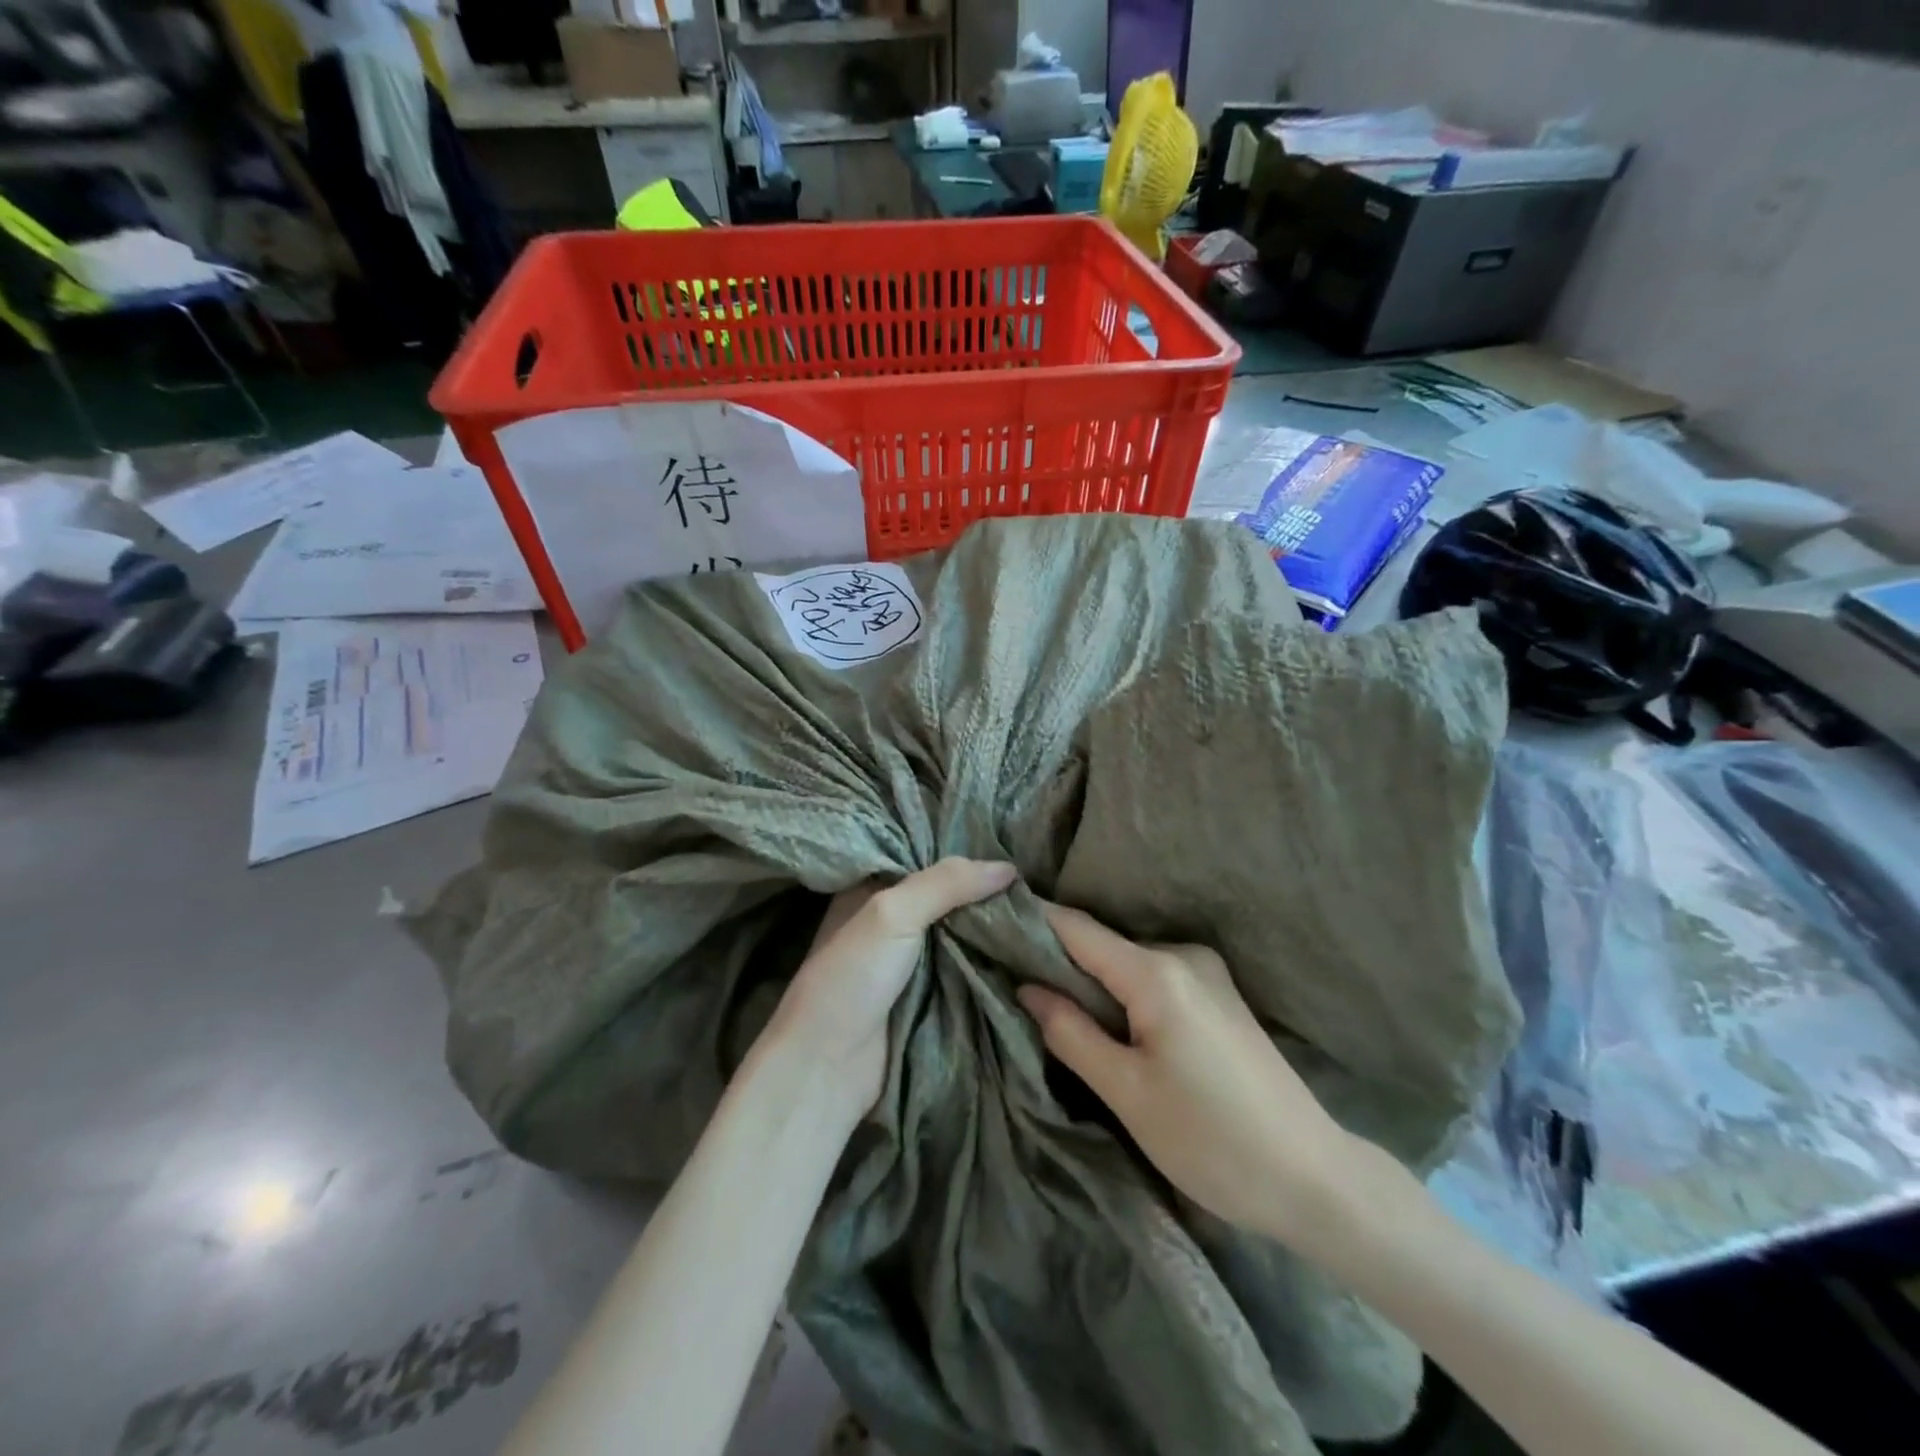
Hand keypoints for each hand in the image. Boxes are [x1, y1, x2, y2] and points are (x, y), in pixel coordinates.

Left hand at [759, 858, 1017, 1127]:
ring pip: (961, 932)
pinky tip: (1025, 945)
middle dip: (985, 888)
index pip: (922, 856)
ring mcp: (910, 960)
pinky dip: (990, 959)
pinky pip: (966, 967)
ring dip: (992, 925)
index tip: (1007, 839)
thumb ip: (946, 883)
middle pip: (947, 895)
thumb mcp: (892, 914)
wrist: (828, 1068)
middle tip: (1036, 875)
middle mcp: (890, 919)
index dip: (961, 847)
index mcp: (870, 890)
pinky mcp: (928, 994)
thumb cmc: (850, 978)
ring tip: (1040, 906)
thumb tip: (1008, 867)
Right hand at [1018, 902, 1364, 1247]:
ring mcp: (1206, 972)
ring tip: (1045, 999)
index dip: (1031, 920)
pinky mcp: (1219, 994)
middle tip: (1005, 972)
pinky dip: (1119, 990)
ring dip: (1088, 977)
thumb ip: (1071, 1033)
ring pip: (1125, 962)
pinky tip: (1102, 1017)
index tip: (987, 918)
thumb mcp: (1127, 1092)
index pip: (1076, 928)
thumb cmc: (1211, 1140)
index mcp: (1157, 973)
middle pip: (1101, 944)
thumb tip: (1025, 988)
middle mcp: (1183, 956)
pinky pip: (1152, 978)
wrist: (1313, 1177)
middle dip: (1054, 956)